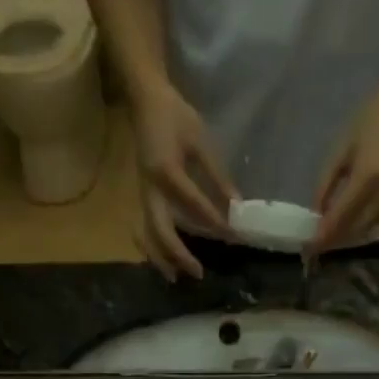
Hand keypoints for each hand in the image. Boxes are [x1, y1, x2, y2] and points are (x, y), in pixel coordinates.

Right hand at [132, 85, 236, 278]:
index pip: (191, 203)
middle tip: (198, 272)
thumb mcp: (201, 140)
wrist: (145, 100)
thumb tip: (236, 205)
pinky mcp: (141, 197)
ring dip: (161, 259)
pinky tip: (166, 263)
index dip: (211, 220)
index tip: (230, 234)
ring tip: (176, 278)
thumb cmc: (175, 116)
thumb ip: (217, 175)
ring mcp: (143, 194)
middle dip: (178, 254)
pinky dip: (154, 249)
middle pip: (161, 230)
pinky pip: (145, 229)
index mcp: (167, 170)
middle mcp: (151, 188)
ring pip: (148, 235)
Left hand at [310, 85, 378, 255]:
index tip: (307, 248)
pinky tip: (347, 226)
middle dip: (332, 240)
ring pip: (365, 231)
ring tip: (327, 239)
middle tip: (314, 247)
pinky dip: (359, 229)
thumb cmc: (370, 121)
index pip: (340, 217)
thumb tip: (315, 216)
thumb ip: (325, 185)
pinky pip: (376, 224)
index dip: (323, 235)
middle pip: (353, 229)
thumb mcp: (340, 150)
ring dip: (345, 237)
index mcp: (368, 177)